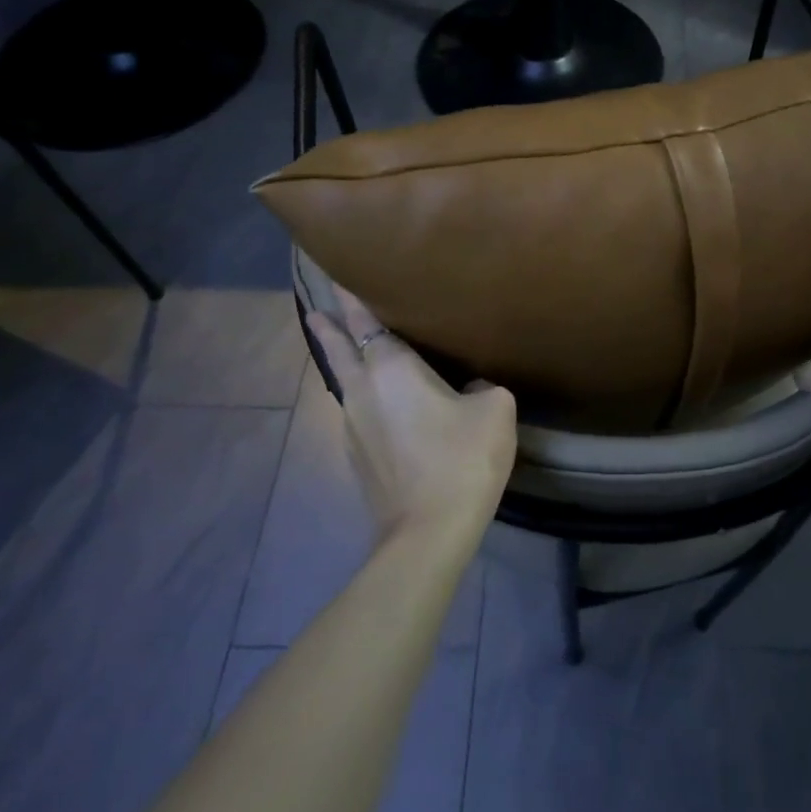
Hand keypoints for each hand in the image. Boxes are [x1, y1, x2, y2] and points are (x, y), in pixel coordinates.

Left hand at [307, 288, 518, 546]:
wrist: (428, 533)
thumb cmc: (461, 459)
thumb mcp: (494, 410)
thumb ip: (482, 387)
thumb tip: (468, 391)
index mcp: (392, 369)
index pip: (367, 322)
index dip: (353, 298)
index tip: (339, 277)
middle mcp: (363, 391)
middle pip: (339, 350)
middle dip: (329, 327)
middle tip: (316, 308)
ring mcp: (353, 428)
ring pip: (345, 384)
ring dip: (344, 364)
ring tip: (349, 351)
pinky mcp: (359, 458)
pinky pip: (357, 412)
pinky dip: (363, 396)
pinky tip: (381, 404)